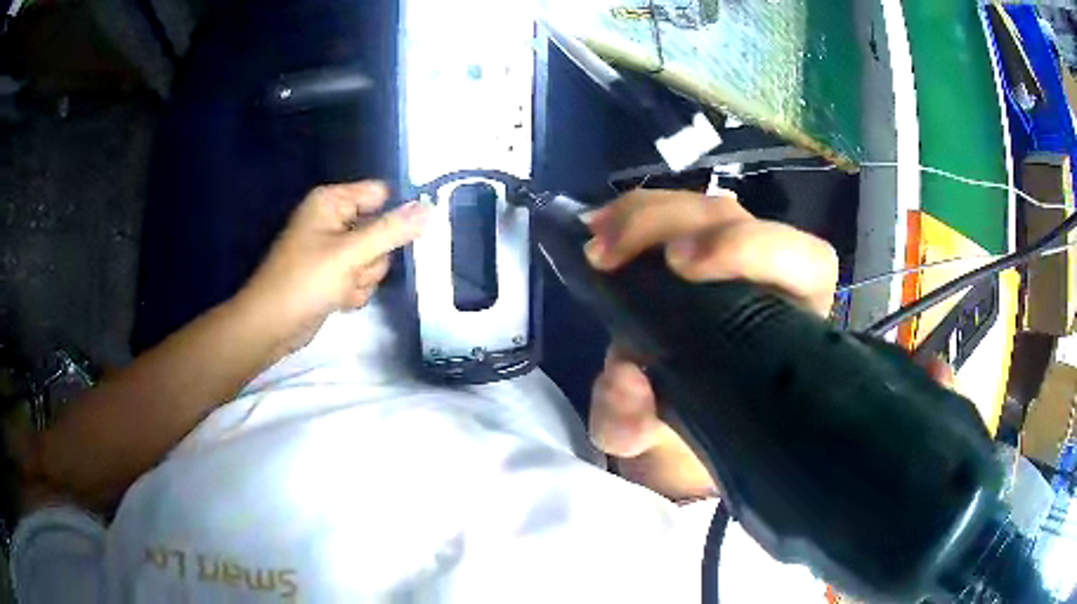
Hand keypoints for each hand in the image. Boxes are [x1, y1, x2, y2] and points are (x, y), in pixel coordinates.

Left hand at [238, 181, 429, 351]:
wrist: (271, 325)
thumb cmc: (305, 281)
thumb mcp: (350, 254)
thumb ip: (391, 231)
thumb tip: (429, 209)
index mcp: (332, 202)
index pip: (381, 194)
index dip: (396, 213)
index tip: (412, 235)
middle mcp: (334, 220)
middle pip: (381, 230)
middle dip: (374, 257)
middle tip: (355, 269)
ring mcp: (333, 249)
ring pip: (374, 259)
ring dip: (364, 278)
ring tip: (341, 287)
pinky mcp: (333, 274)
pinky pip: (361, 277)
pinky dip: (354, 291)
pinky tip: (338, 299)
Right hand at [584, 189, 838, 500]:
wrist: (674, 430)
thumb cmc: (688, 436)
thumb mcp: (654, 446)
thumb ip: (634, 425)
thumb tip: (625, 380)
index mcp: (788, 328)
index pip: (805, 261)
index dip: (754, 246)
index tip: (682, 265)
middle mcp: (767, 282)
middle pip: (735, 218)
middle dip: (669, 223)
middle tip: (608, 255)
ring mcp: (733, 260)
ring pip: (703, 208)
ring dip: (643, 215)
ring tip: (595, 243)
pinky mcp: (698, 253)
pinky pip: (673, 215)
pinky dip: (632, 216)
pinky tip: (597, 230)